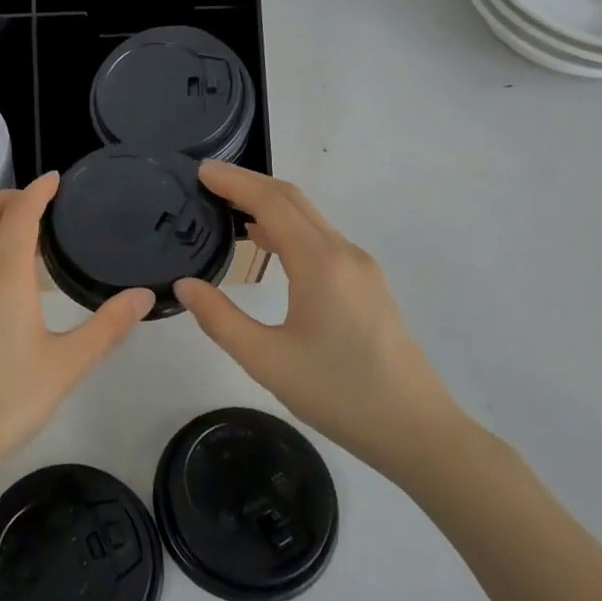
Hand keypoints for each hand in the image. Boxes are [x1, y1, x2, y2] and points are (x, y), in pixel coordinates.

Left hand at [0, 173, 154, 506]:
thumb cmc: (4, 403)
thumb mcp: (66, 367)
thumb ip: (108, 328)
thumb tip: (145, 296)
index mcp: (2, 278)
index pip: (19, 214)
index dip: (38, 190)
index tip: (55, 180)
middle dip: (6, 198)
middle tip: (38, 208)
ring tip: (24, 244)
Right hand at [173, 162, 468, 487]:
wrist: (416, 430)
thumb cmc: (339, 394)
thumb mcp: (267, 361)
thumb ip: (220, 319)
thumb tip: (185, 285)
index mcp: (319, 263)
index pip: (271, 203)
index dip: (234, 182)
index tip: (200, 170)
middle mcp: (343, 253)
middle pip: (293, 200)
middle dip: (249, 183)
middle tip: (207, 180)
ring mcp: (361, 267)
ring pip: (310, 218)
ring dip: (269, 203)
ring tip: (227, 205)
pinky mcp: (367, 284)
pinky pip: (321, 238)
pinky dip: (288, 226)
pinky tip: (266, 242)